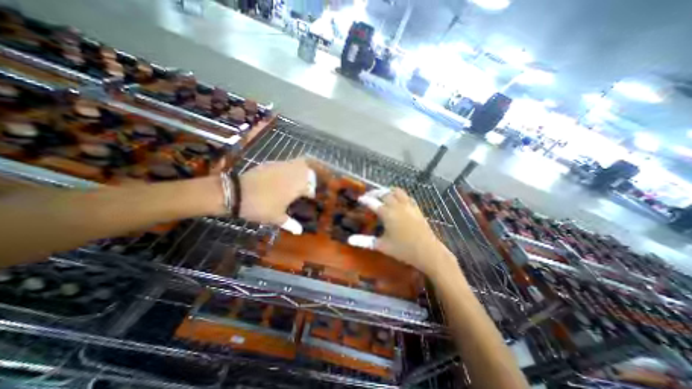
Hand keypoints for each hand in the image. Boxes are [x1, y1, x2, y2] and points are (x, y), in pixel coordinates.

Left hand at [238, 158, 313, 227]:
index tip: (308, 198)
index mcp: (297, 187)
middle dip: (310, 178)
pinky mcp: (271, 163)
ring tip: (295, 181)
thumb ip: (291, 224)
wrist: (237, 194)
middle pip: (309, 171)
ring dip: (301, 171)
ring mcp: (282, 166)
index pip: (311, 187)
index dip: (310, 193)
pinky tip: (281, 177)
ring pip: (299, 164)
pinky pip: (285, 164)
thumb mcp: (276, 218)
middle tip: (304, 187)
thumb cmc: (261, 207)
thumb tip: (299, 231)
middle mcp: (293, 174)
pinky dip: (288, 169)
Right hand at [349, 187, 452, 273]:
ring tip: (383, 194)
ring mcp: (408, 206)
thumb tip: (349, 240)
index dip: (365, 199)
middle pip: (384, 193)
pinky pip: (407, 196)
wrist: (427, 251)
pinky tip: (398, 200)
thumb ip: (365, 242)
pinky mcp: (416, 208)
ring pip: (397, 191)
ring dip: (388, 190)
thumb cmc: (403, 250)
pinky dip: (400, 195)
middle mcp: (397, 206)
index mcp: (387, 213)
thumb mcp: (382, 246)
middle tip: (369, 196)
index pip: (372, 202)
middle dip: (375, 192)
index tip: (360, 198)